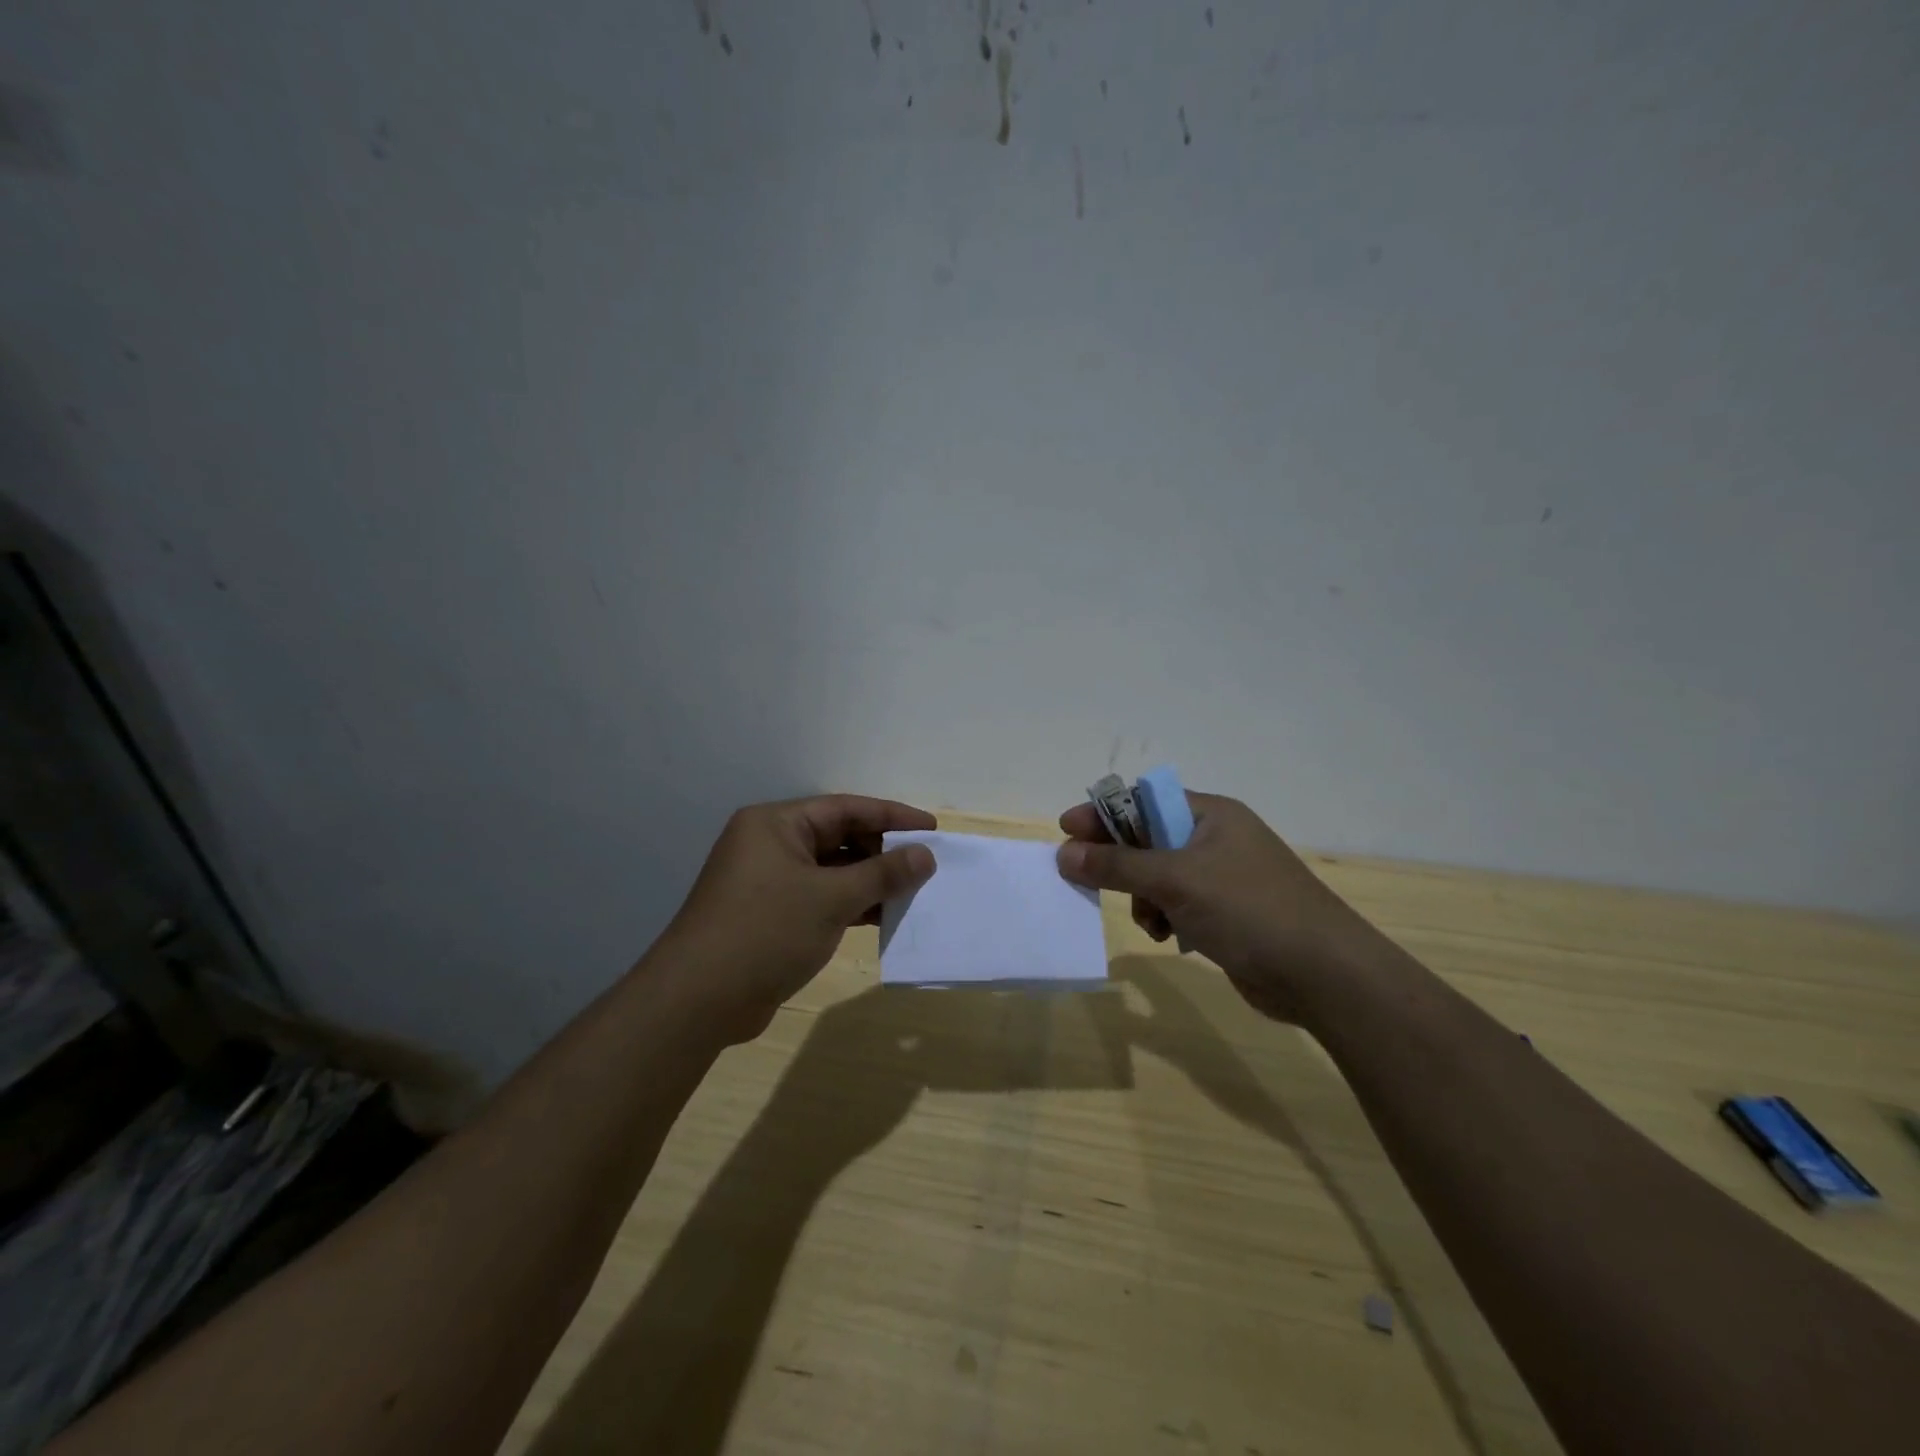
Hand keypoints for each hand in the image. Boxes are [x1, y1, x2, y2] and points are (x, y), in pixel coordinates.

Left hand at [653, 795, 938, 1042]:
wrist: (698, 1000)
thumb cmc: (765, 932)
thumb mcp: (831, 899)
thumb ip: (882, 874)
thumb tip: (925, 856)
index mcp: (776, 824)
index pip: (845, 809)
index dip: (891, 816)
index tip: (930, 828)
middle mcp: (770, 845)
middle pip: (838, 837)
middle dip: (882, 850)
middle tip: (924, 864)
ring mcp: (769, 881)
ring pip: (832, 870)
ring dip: (870, 880)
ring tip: (913, 890)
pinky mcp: (772, 914)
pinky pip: (821, 897)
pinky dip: (851, 903)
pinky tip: (884, 915)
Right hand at [1055, 792, 1373, 1022]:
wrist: (1322, 974)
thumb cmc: (1248, 909)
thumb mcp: (1175, 881)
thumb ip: (1116, 865)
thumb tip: (1064, 852)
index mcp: (1210, 815)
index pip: (1144, 802)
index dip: (1105, 813)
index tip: (1066, 830)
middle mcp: (1216, 839)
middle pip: (1149, 839)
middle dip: (1120, 861)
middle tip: (1085, 877)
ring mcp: (1224, 878)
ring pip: (1159, 876)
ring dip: (1142, 896)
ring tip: (1149, 919)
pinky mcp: (1227, 913)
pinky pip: (1177, 904)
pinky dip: (1163, 916)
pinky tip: (1167, 935)